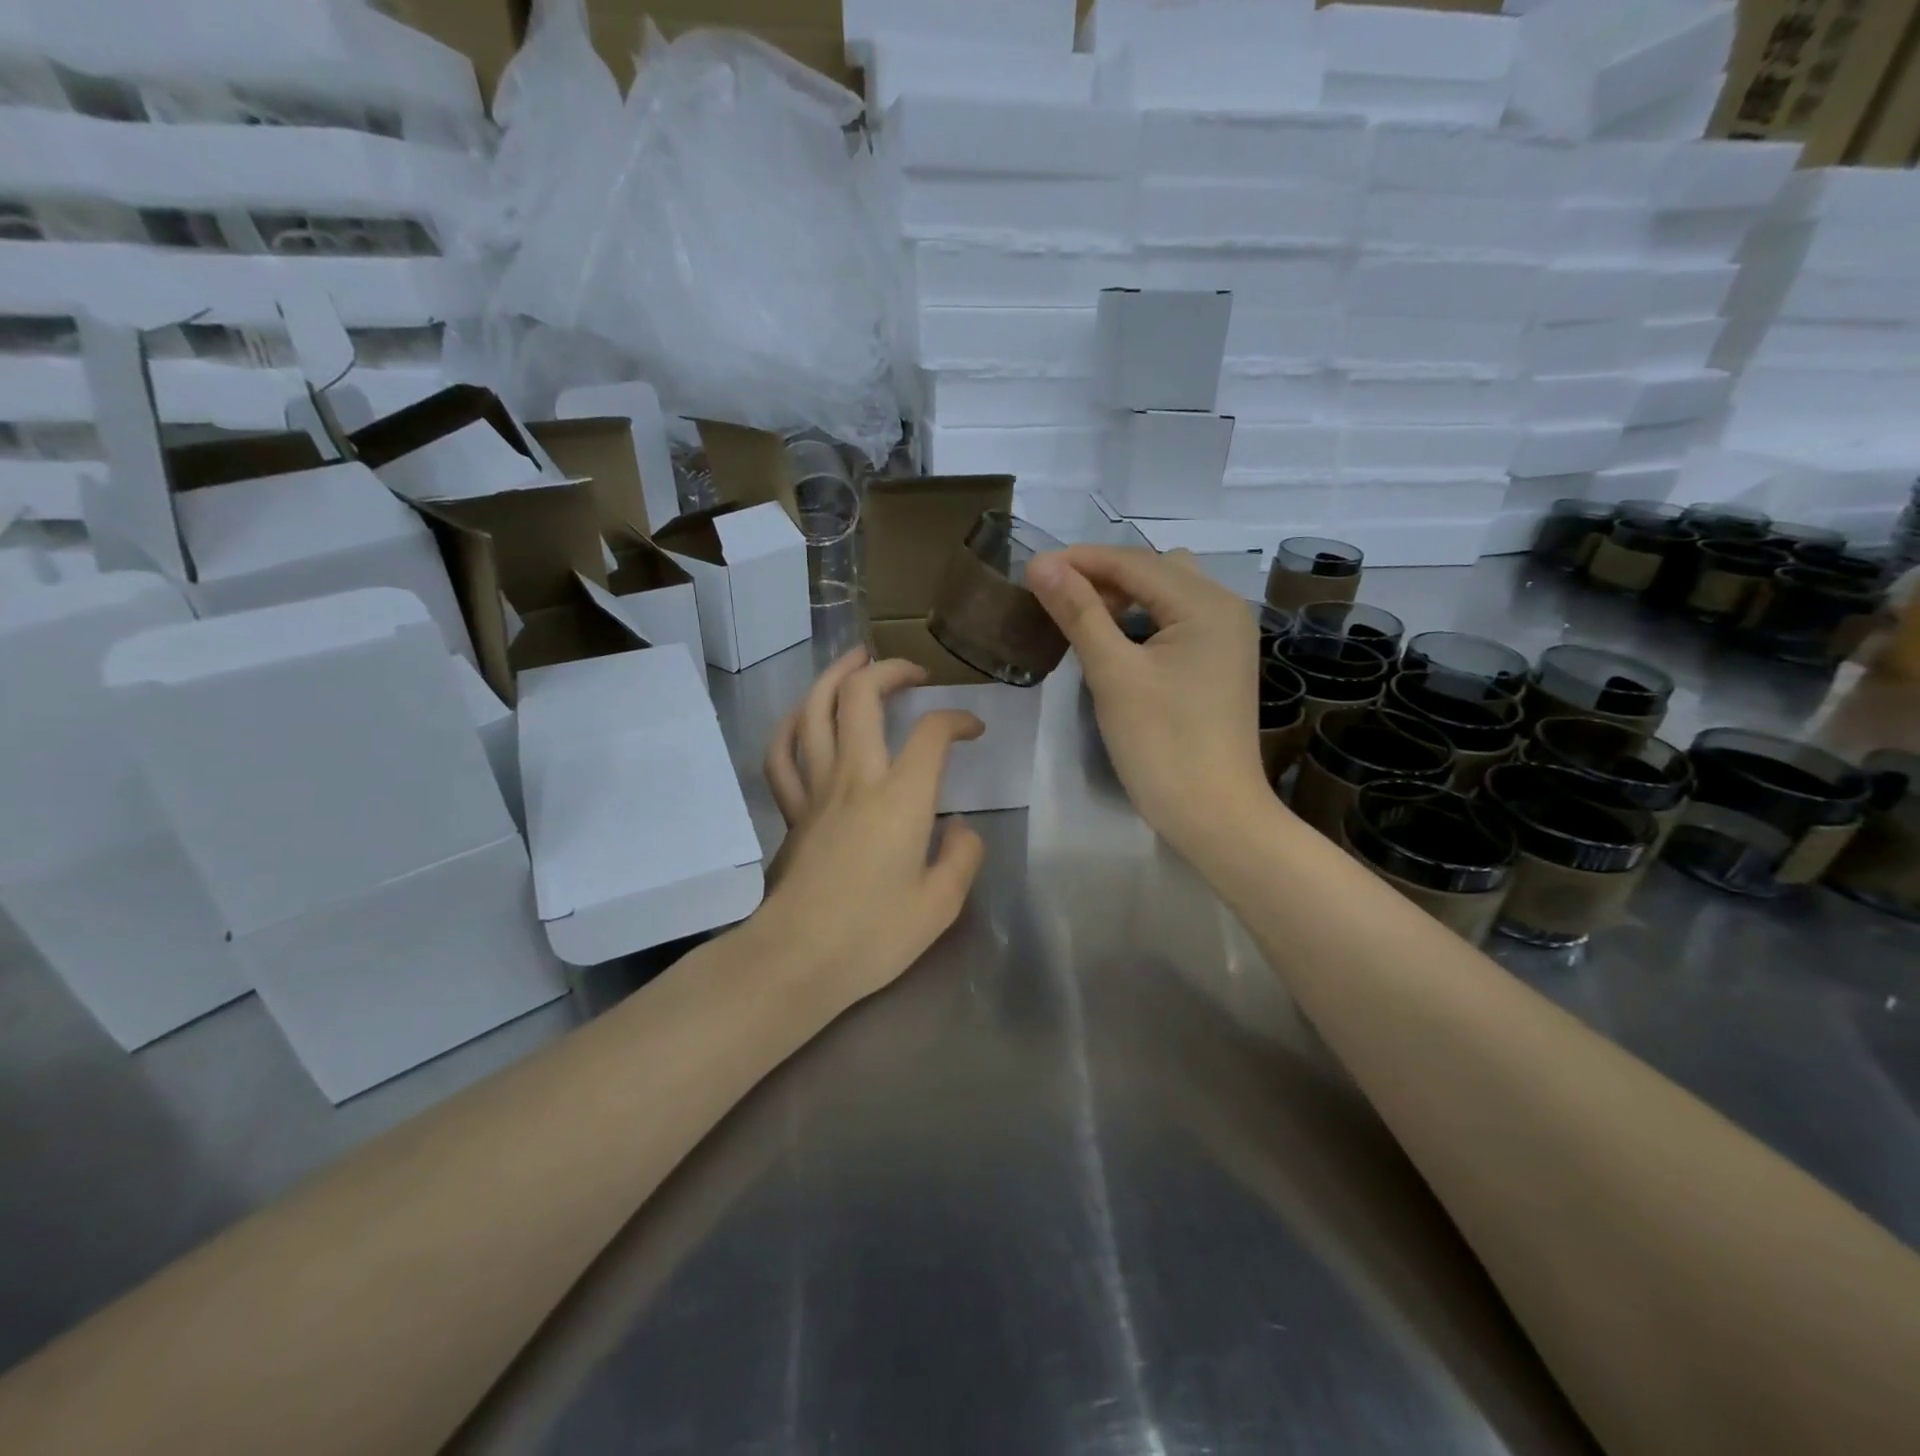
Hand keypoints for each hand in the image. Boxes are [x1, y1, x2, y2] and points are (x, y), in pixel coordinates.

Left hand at [755, 648, 986, 1007]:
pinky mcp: (790, 809)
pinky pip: (781, 754)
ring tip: (856, 660)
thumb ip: (963, 857)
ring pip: (814, 710)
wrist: (798, 959)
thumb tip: (961, 829)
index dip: (957, 719)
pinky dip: (791, 725)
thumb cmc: (875, 935)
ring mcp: (815, 789)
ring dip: (835, 676)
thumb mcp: (942, 904)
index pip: (932, 733)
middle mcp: (855, 777)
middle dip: (890, 671)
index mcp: (901, 797)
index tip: (972, 729)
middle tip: (913, 672)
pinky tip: (804, 716)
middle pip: (862, 696)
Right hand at [1027, 545, 1267, 855]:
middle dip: (1102, 575)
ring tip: (1079, 615)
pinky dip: (1143, 621)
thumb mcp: (1113, 673)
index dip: (1079, 560)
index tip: (1030, 569)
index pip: (1133, 561)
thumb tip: (1040, 564)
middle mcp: (1225, 608)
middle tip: (1052, 595)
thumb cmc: (1162, 744)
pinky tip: (1114, 639)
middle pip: (1154, 571)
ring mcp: (1227, 638)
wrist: (1214, 816)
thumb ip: (1079, 612)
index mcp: (1206, 603)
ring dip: (1124, 597)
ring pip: (1167, 595)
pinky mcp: (1219, 664)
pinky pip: (1176, 623)